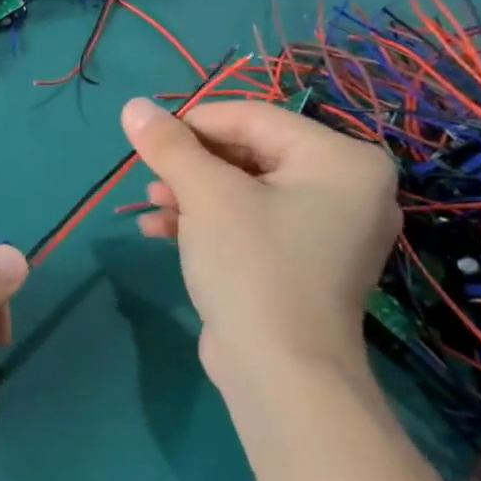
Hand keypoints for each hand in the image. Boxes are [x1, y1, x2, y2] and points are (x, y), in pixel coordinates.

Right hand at [121, 97, 398, 382]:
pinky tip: (161, 231)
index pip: (252, 118)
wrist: (281, 374)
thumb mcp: (205, 195)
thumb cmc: (252, 266)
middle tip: (149, 177)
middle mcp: (346, 188)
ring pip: (245, 189)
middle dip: (191, 164)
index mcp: (340, 160)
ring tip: (151, 206)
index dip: (192, 123)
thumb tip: (133, 105)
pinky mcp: (303, 261)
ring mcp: (328, 229)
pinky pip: (252, 221)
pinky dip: (208, 221)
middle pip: (249, 152)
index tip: (146, 139)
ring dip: (191, 193)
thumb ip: (169, 145)